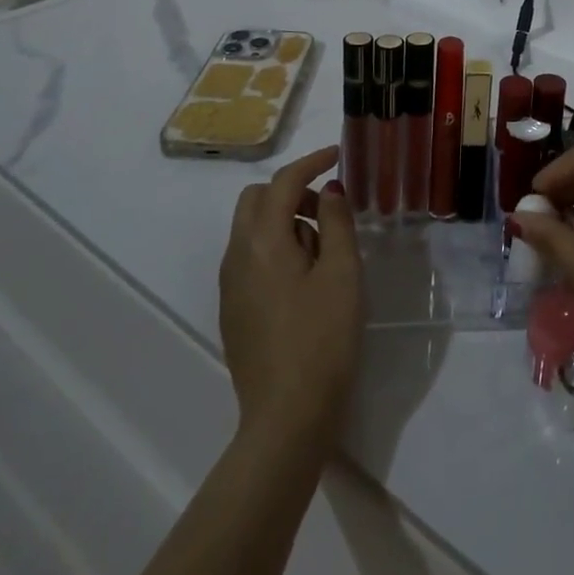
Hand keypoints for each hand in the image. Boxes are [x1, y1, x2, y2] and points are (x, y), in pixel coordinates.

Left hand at [219, 146, 361, 446]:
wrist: (287, 419)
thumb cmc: (323, 339)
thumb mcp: (343, 274)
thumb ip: (337, 222)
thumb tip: (329, 189)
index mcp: (263, 242)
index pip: (283, 182)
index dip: (311, 161)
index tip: (338, 155)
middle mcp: (237, 257)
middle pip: (256, 200)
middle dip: (292, 191)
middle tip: (329, 210)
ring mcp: (230, 286)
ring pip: (251, 228)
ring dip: (284, 219)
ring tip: (324, 250)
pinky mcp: (233, 310)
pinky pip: (250, 257)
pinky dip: (275, 246)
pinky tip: (304, 278)